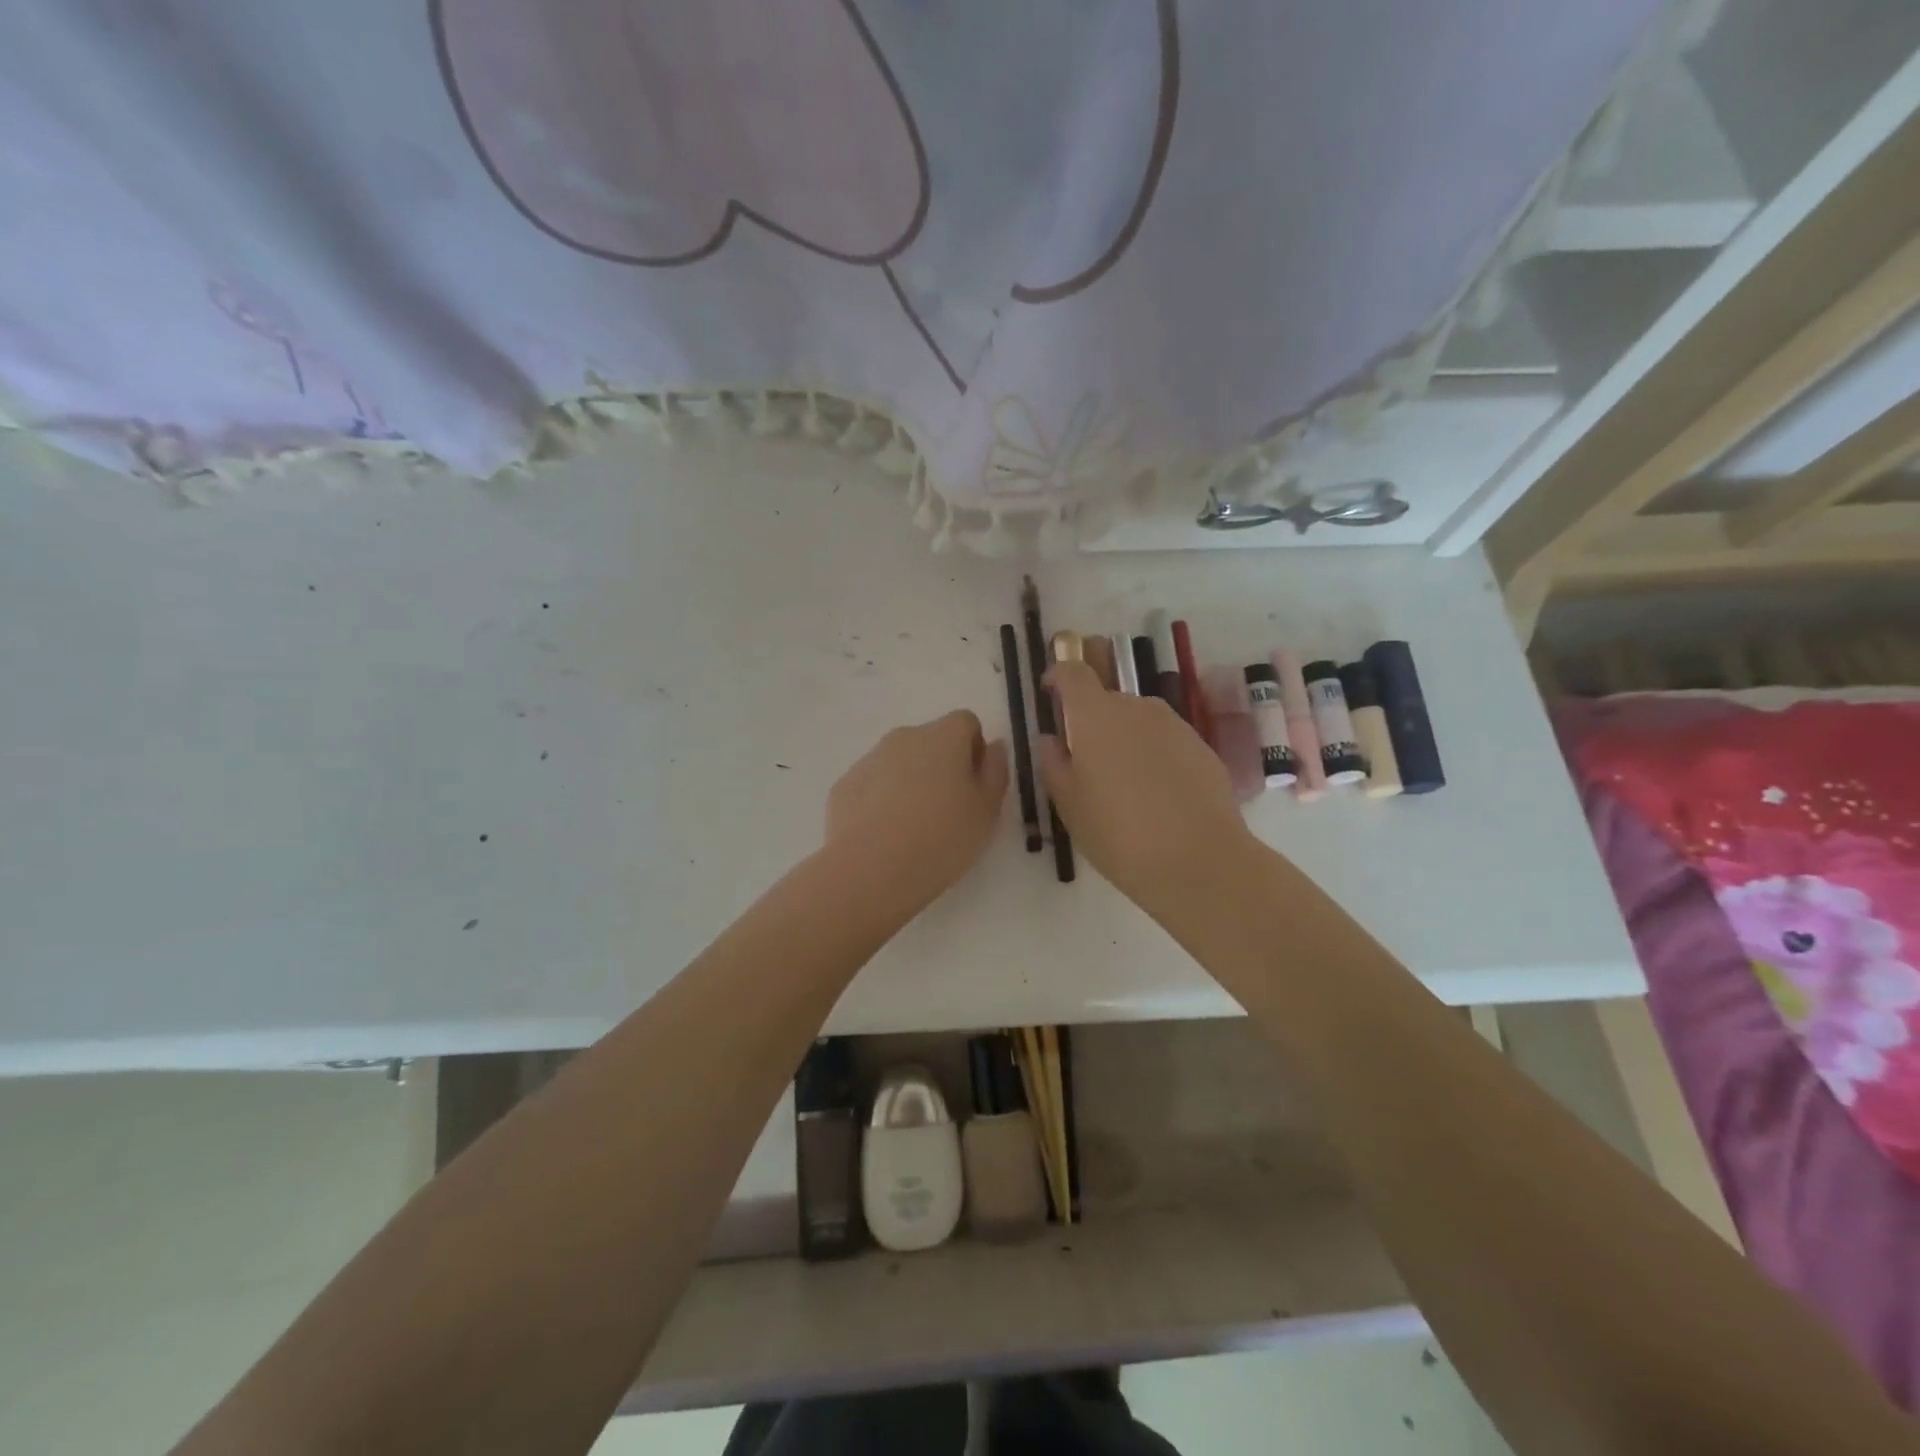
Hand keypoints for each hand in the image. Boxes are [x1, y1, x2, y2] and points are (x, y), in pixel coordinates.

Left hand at [825, 710, 1009, 916]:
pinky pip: (873, 785)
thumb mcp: (987, 810)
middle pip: (931, 741)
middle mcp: (904, 737)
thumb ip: (995, 771)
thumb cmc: (942, 838)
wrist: (871, 870)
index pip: (966, 722)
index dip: (974, 750)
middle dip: (941, 766)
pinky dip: (882, 801)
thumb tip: (993, 747)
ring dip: (910, 783)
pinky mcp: (845, 785)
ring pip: (900, 763)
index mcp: (943, 737)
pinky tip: (884, 836)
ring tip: (913, 829)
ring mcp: (869, 759)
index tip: (974, 786)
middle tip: (947, 812)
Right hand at [1039, 662, 1255, 914]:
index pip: (1073, 674)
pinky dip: (1153, 755)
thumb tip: (1052, 740)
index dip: (1058, 677)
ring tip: (1122, 783)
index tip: (1049, 693)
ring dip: (1124, 738)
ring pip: (1138, 720)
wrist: (1199, 861)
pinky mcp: (1202, 747)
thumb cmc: (1118, 834)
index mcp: (1096, 716)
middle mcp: (1137, 708)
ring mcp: (1174, 725)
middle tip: (1084, 761)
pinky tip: (1155, 795)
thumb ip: (1054, 764)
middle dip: (1091, 720)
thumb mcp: (1069, 805)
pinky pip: (1165, 740)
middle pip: (1106, 699)